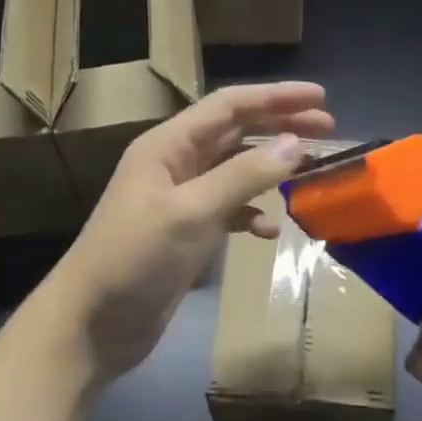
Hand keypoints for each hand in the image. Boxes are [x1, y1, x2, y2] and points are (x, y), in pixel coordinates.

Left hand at [51, 82, 333, 379]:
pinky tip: (268, 230)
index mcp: (168, 146)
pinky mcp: (186, 234)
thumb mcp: (191, 212)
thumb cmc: (134, 258)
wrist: (92, 323)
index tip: (321, 98)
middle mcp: (175, 165)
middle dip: (280, 127)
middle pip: (236, 133)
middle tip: (329, 130)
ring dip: (271, 170)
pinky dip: (251, 215)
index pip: (229, 106)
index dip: (275, 97)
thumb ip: (243, 176)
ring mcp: (181, 201)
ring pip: (235, 172)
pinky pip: (228, 211)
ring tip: (310, 173)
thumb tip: (294, 143)